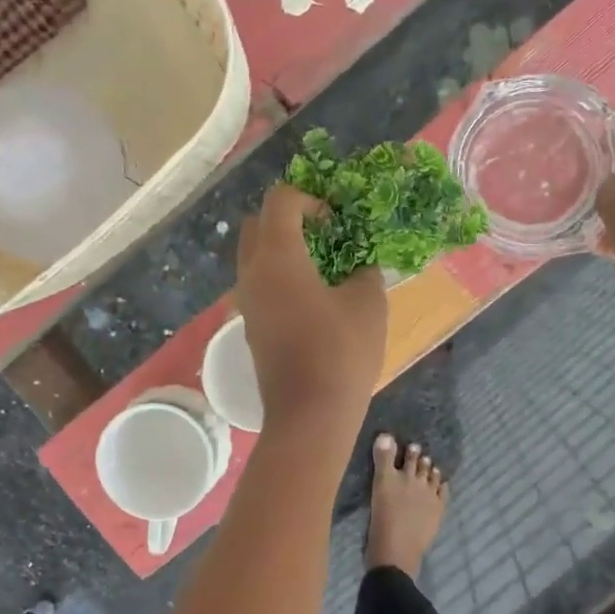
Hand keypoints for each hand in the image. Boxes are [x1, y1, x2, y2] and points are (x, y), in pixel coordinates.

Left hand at [235, 184, 387, 428]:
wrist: (309, 415)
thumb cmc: (341, 352)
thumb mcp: (368, 303)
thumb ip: (364, 271)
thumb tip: (358, 266)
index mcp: (277, 256)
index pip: (280, 200)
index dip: (309, 199)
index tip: (336, 220)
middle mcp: (252, 273)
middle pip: (257, 224)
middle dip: (287, 218)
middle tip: (323, 234)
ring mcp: (246, 302)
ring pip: (253, 256)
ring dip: (281, 249)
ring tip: (321, 267)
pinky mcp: (250, 326)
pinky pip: (258, 284)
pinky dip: (278, 276)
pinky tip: (312, 298)